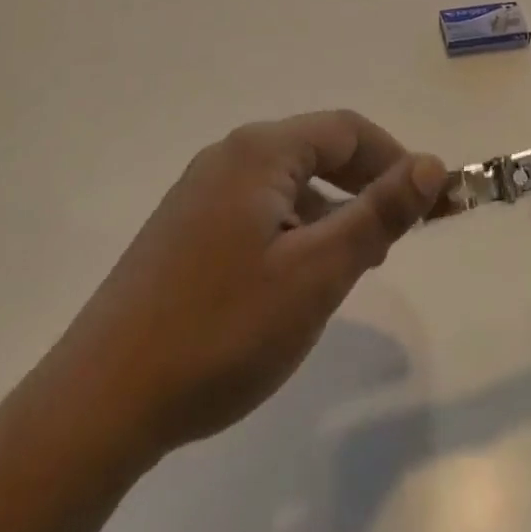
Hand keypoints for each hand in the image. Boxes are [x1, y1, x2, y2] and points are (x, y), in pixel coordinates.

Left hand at [53, 111, 444, 462]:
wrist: (98, 402)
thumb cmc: (222, 328)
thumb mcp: (317, 272)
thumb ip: (379, 212)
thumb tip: (432, 163)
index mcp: (260, 151)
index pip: (347, 129)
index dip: (394, 159)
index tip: (427, 203)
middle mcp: (228, 156)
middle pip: (316, 151)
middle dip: (362, 187)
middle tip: (392, 240)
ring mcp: (198, 192)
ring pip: (286, 184)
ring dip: (328, 212)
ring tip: (347, 268)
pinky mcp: (182, 229)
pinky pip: (255, 209)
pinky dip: (291, 229)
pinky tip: (289, 283)